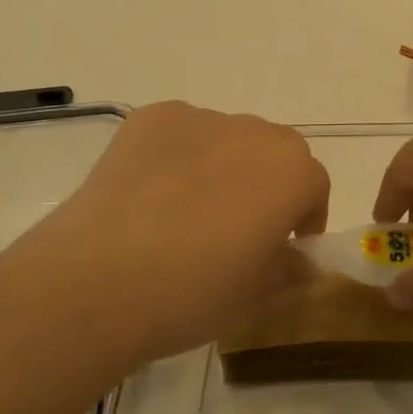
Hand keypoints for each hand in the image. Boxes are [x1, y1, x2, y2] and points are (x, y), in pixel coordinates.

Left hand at [2, 102, 329, 366]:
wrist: (98, 280)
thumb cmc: (193, 292)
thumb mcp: (256, 294)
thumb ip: (291, 269)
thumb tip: (303, 261)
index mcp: (291, 171)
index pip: (314, 186)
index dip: (304, 219)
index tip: (285, 247)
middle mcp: (253, 131)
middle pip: (273, 153)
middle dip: (267, 185)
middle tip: (238, 229)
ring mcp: (198, 118)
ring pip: (226, 140)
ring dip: (223, 167)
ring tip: (186, 212)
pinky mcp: (149, 118)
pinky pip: (180, 134)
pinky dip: (178, 156)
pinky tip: (151, 196)